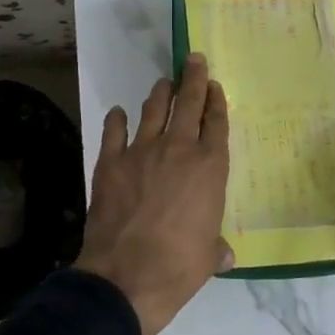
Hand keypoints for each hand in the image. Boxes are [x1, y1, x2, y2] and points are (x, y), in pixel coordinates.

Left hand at [77, 54, 233, 334]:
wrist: (126, 276)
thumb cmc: (178, 267)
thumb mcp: (208, 257)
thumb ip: (215, 246)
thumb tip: (224, 253)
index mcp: (209, 168)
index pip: (216, 123)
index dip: (217, 101)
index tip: (215, 85)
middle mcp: (178, 149)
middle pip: (188, 103)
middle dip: (193, 78)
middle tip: (193, 59)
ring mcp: (142, 151)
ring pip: (153, 109)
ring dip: (160, 92)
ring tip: (163, 82)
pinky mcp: (111, 161)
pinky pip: (114, 131)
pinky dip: (116, 119)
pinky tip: (118, 113)